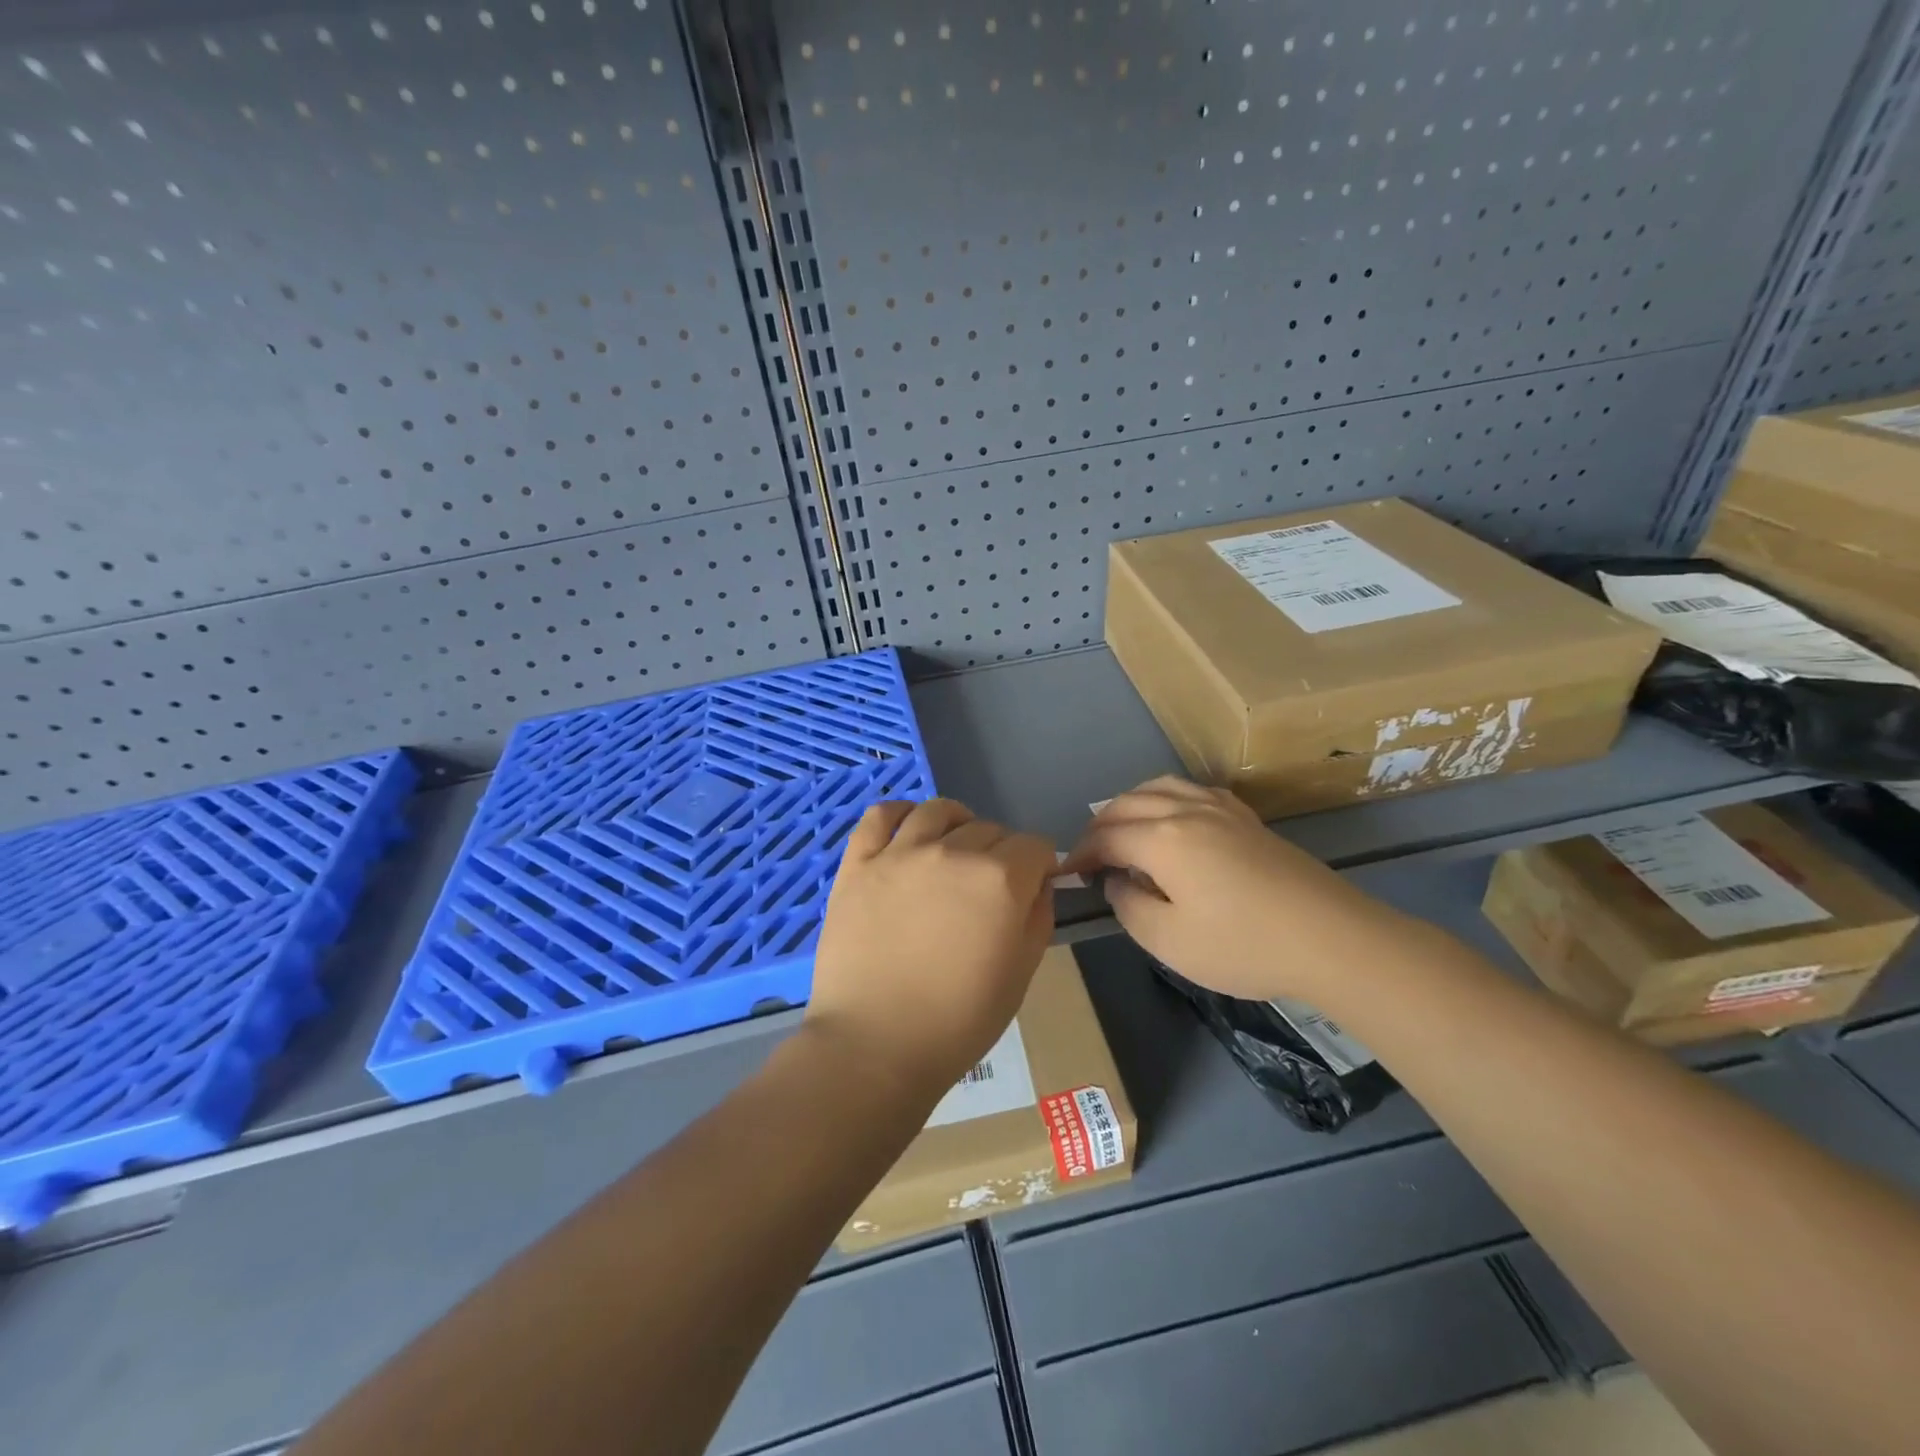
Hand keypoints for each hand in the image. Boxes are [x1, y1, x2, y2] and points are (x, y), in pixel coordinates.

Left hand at [808, 799, 1056, 1102]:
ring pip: (939, 811)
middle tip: (989, 887)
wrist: (875, 1045)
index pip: (1034, 845)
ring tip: (953, 849)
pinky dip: (900, 813)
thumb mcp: (1021, 974)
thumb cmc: (957, 1021)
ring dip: (957, 824)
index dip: (1039, 864)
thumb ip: (1037, 917)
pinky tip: (908, 829)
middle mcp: (953, 852)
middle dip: (1001, 852)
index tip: (1032, 886)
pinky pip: (881, 815)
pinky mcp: (859, 862)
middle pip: (990, 827)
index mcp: (1000, 879)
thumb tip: (1038, 883)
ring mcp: (900, 852)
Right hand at [1063, 776, 1388, 1001]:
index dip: (1083, 854)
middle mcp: (1186, 810)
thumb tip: (1117, 882)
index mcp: (1162, 838)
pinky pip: (1193, 791)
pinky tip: (1173, 819)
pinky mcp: (1247, 818)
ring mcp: (1220, 809)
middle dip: (1100, 826)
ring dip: (1131, 804)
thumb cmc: (1242, 944)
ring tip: (1122, 829)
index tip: (1069, 875)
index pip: (1107, 837)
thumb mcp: (1168, 941)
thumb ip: (1129, 906)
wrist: (1330, 938)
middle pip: (1128, 804)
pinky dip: (1167, 798)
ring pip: (1161, 787)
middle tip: (1090, 855)